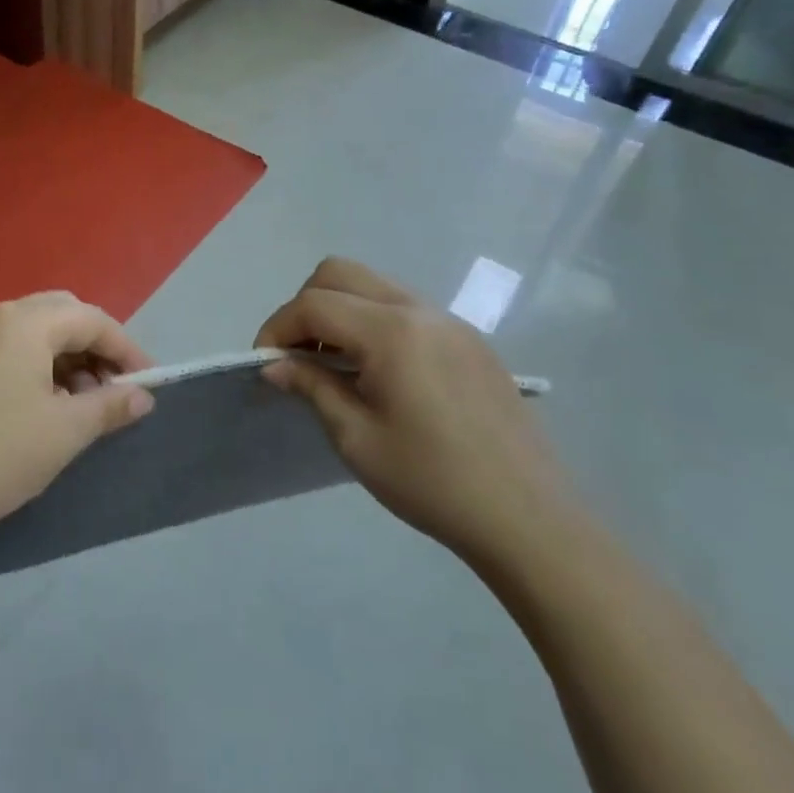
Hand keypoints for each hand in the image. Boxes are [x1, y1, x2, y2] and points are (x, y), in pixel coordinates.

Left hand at [0, 292, 156, 569]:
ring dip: (64, 359)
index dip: (126, 348)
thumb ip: (109, 407)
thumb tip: (142, 397)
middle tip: (112, 389)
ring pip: (31, 334)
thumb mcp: (64, 432)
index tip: (148, 384)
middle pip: (60, 316)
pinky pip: (5, 351)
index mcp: (24, 321)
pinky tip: (39, 408)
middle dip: (94, 348)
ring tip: (79, 405)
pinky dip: (34, 368)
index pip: (91, 319)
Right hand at [255, 258, 570, 563]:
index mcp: (391, 332)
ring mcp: (449, 321)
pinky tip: (378, 372)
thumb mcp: (357, 439)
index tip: (264, 364)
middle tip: (297, 355)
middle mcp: (419, 310)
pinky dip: (373, 321)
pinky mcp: (469, 339)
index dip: (277, 328)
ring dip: (340, 310)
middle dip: (305, 305)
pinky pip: (405, 307)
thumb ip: (311, 387)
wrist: (529, 519)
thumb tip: (274, 365)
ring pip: (374, 285)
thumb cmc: (433, 482)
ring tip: (333, 363)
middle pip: (340, 273)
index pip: (314, 304)